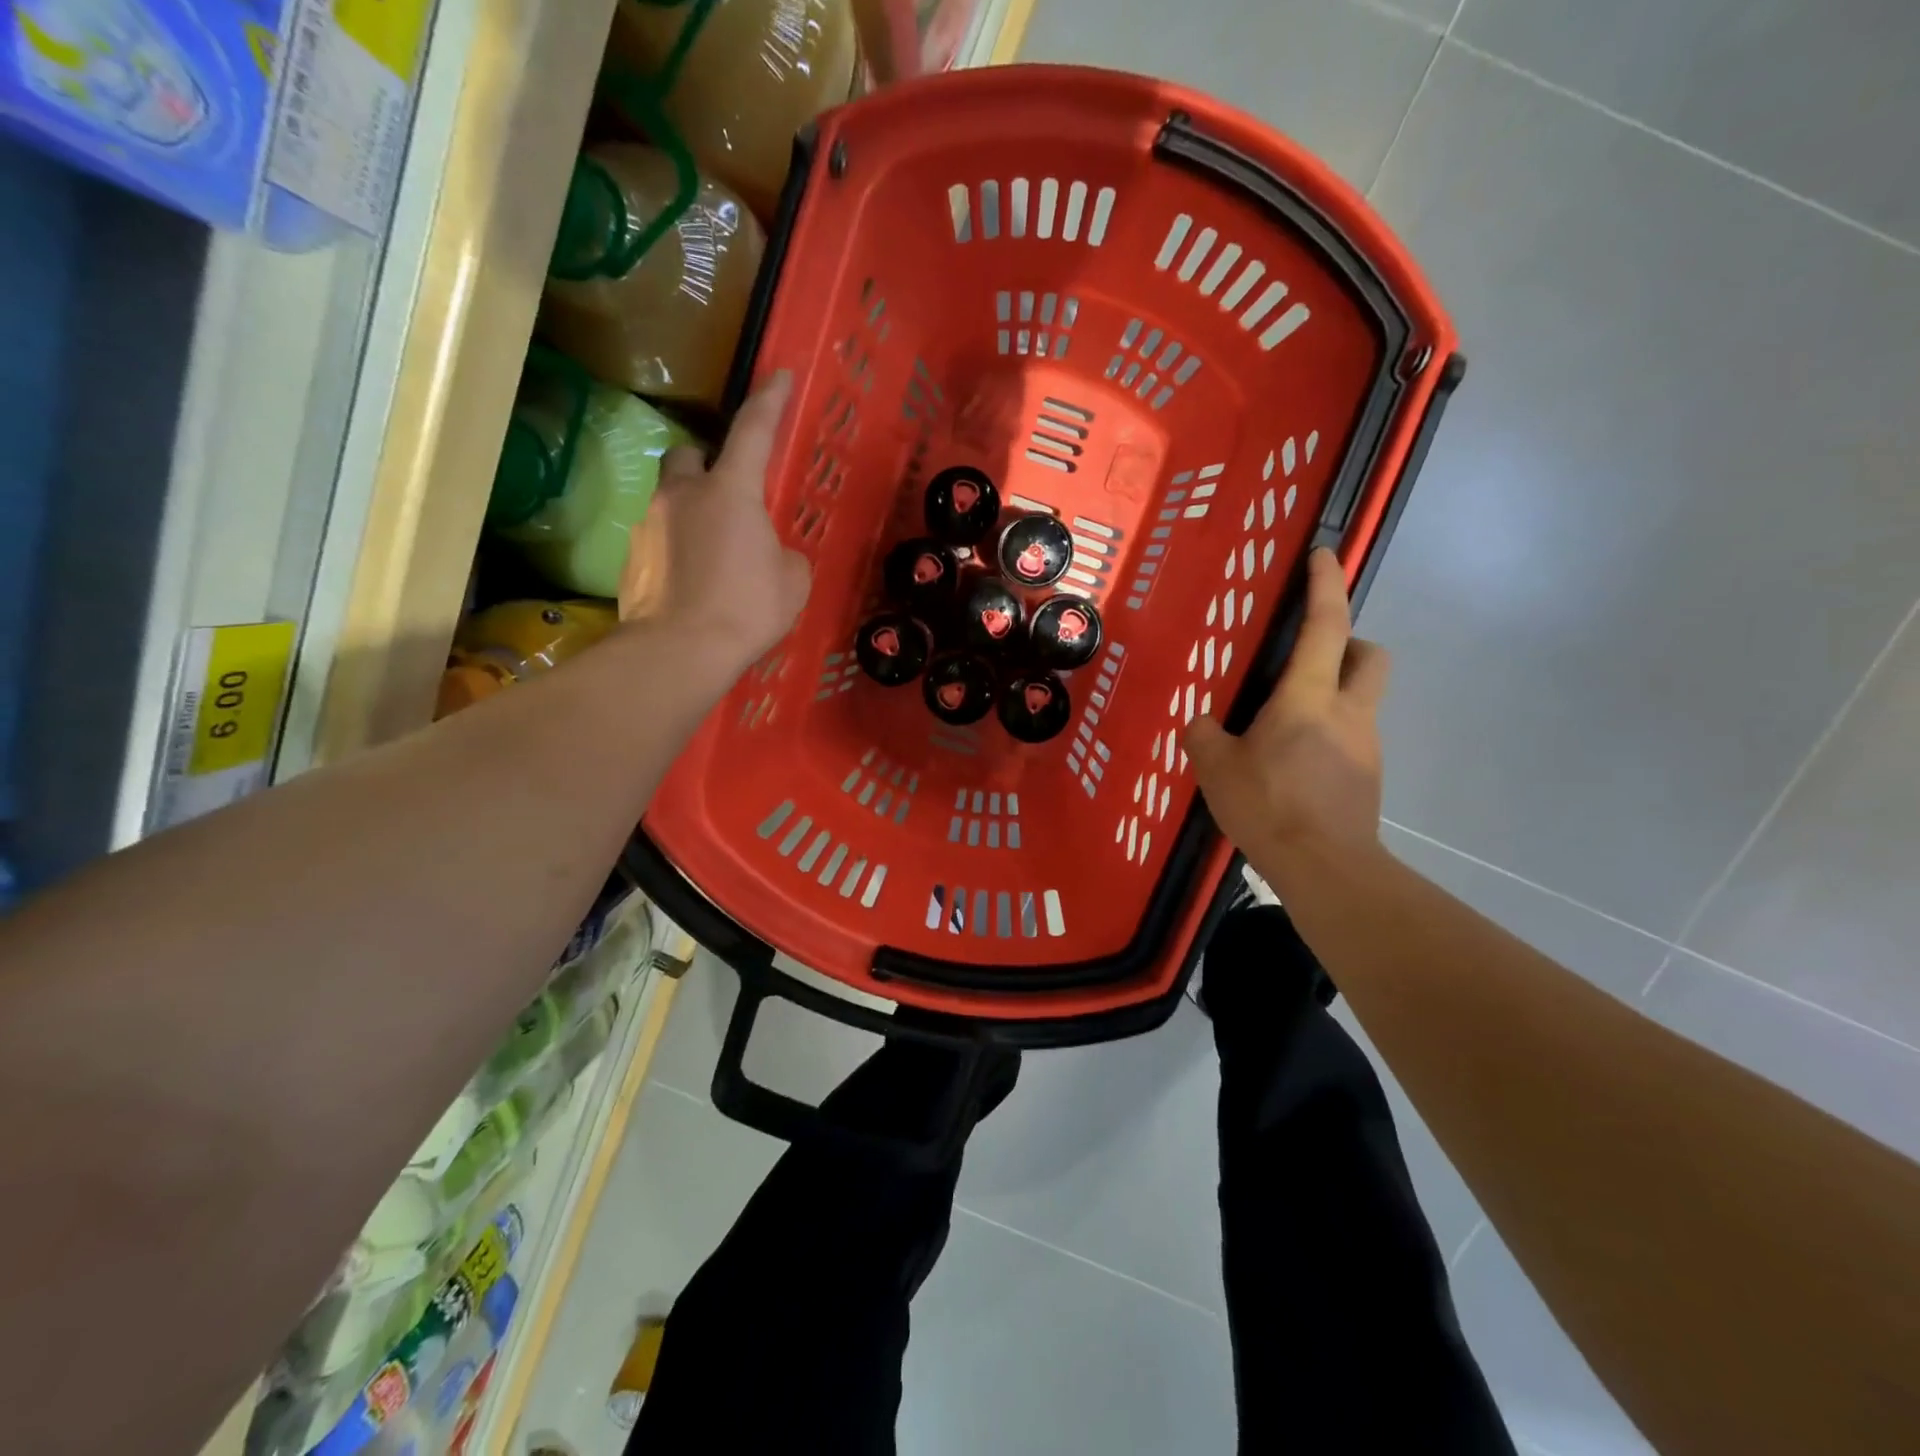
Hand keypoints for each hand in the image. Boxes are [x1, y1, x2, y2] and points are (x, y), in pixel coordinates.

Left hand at [620, 372, 811, 665]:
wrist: (680, 650)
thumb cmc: (747, 608)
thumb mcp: (791, 583)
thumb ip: (785, 555)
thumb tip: (771, 554)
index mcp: (731, 492)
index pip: (753, 431)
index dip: (769, 401)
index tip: (778, 375)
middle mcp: (684, 494)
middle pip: (689, 455)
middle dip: (706, 466)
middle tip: (726, 496)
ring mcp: (650, 522)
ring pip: (670, 497)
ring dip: (690, 511)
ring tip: (712, 554)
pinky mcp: (632, 556)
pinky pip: (658, 538)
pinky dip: (675, 549)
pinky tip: (691, 582)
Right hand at [1187, 547, 1389, 894]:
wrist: (1326, 868)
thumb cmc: (1269, 806)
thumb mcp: (1215, 768)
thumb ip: (1203, 735)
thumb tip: (1203, 724)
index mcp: (1308, 698)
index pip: (1326, 626)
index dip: (1326, 585)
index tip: (1324, 555)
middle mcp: (1348, 712)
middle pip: (1370, 655)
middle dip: (1349, 641)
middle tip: (1309, 656)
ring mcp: (1365, 745)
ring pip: (1361, 698)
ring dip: (1332, 693)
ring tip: (1283, 725)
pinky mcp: (1368, 776)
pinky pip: (1351, 736)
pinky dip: (1328, 733)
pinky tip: (1293, 764)